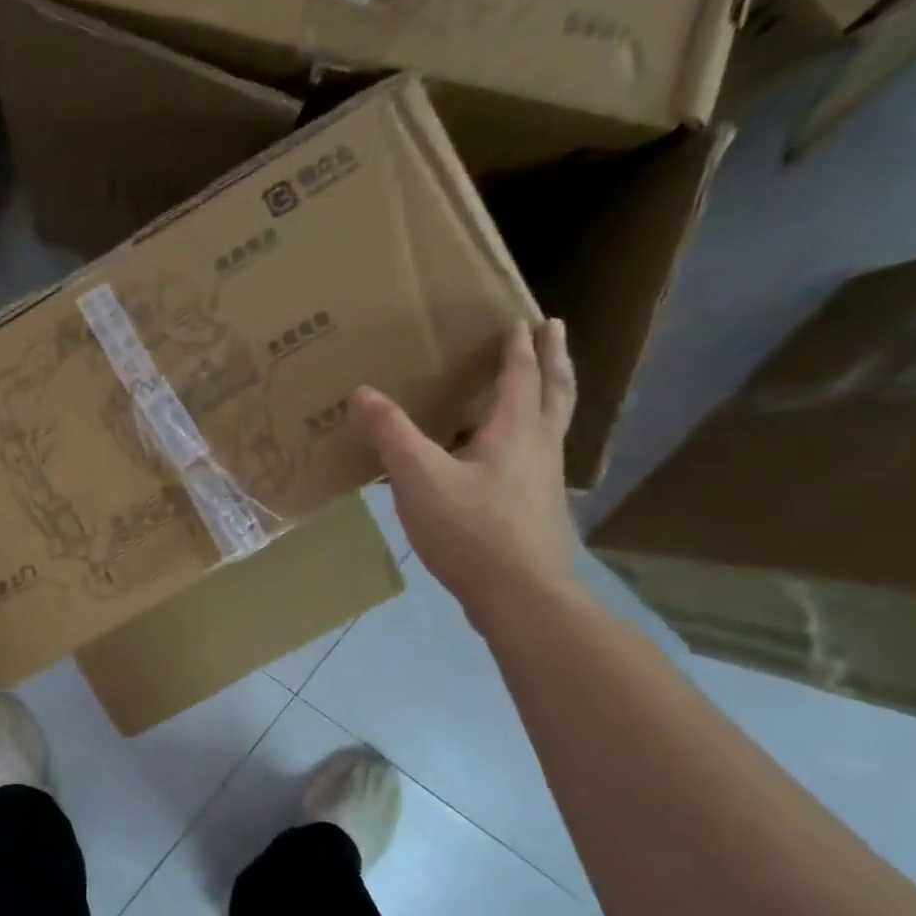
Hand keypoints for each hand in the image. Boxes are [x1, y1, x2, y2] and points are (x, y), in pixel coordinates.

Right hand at [352, 320, 582, 626]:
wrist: (521, 595)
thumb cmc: (471, 531)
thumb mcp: (419, 480)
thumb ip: (392, 435)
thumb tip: (362, 392)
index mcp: (515, 431)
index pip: (520, 377)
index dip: (518, 348)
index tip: (523, 320)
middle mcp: (539, 448)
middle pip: (553, 393)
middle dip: (552, 359)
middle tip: (552, 331)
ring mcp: (544, 481)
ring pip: (553, 425)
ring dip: (550, 395)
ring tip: (540, 383)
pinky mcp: (537, 509)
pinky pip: (539, 456)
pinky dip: (534, 436)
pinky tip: (511, 457)